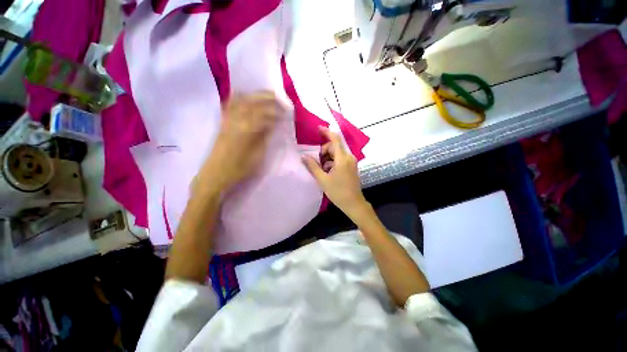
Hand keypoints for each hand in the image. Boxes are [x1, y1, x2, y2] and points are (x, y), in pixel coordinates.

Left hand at [199, 92, 282, 193]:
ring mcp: (227, 119)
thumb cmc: (239, 168)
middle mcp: (235, 120)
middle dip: (267, 98)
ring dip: (254, 95)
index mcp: (246, 129)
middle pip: (252, 102)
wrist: (216, 173)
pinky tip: (246, 97)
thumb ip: (265, 137)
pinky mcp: (223, 121)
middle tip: (279, 98)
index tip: (286, 113)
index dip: (276, 112)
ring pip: (241, 100)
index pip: (264, 114)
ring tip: (266, 95)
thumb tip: (273, 125)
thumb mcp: (258, 155)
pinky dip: (239, 98)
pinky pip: (230, 104)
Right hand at [302, 126, 368, 218]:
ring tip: (322, 170)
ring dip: (327, 158)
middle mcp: (349, 157)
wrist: (353, 203)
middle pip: (334, 147)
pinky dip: (333, 162)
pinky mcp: (352, 166)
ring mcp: (351, 162)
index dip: (326, 132)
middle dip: (324, 152)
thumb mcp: (322, 179)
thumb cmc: (338, 192)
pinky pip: (340, 159)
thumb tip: (304, 156)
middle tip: (317, 163)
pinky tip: (328, 172)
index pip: (335, 139)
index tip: (318, 128)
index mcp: (343, 158)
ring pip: (337, 153)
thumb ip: (312, 166)